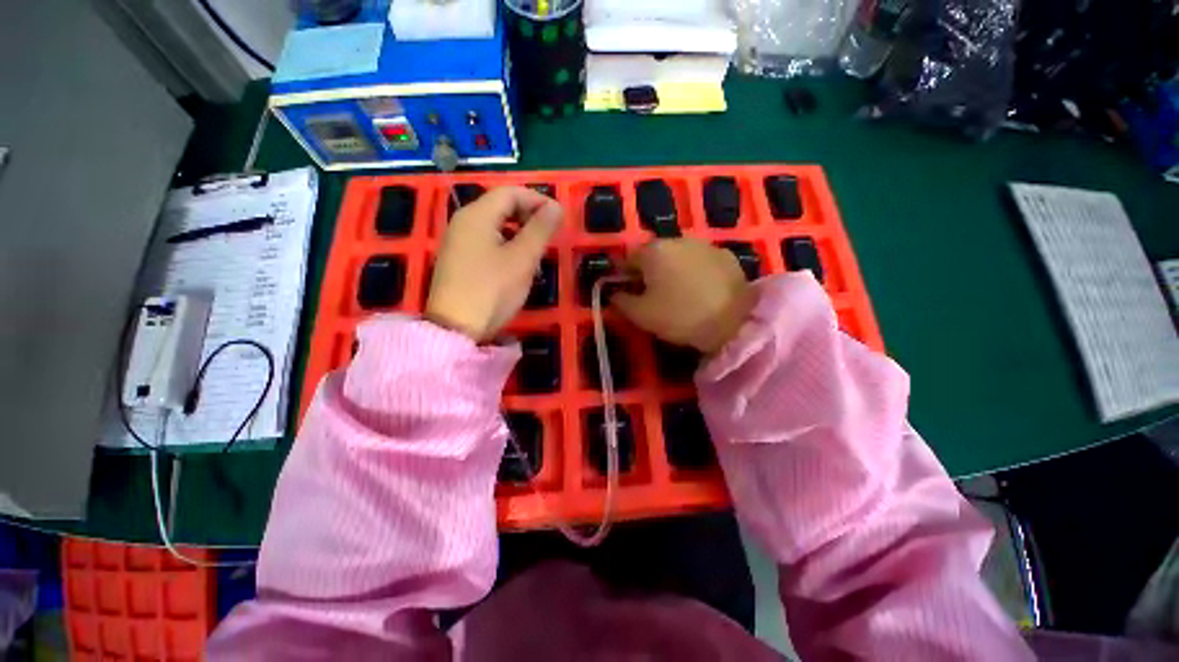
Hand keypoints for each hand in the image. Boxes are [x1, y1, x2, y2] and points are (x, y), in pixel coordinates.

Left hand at [425, 186, 562, 341]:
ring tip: (537, 250)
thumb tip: (556, 207)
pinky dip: (506, 244)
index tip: (558, 217)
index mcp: (477, 215)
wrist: (455, 328)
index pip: (511, 192)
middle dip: (528, 215)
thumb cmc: (492, 289)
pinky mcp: (459, 260)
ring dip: (519, 231)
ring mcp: (458, 241)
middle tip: (549, 234)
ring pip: (495, 225)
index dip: (537, 200)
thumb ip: (540, 230)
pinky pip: (486, 241)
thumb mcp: (522, 259)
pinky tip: (517, 263)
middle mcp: (463, 222)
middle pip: (500, 206)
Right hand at [613, 239, 753, 354]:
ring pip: (678, 256)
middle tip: (651, 295)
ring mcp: (704, 245)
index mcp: (653, 251)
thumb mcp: (641, 315)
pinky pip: (700, 261)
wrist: (734, 321)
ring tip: (678, 293)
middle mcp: (677, 240)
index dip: (623, 276)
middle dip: (648, 272)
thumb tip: (614, 294)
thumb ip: (621, 301)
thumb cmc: (679, 316)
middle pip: (654, 254)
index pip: (627, 258)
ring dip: (672, 270)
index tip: (625, 292)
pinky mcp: (726, 255)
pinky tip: (701, 290)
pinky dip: (695, 271)